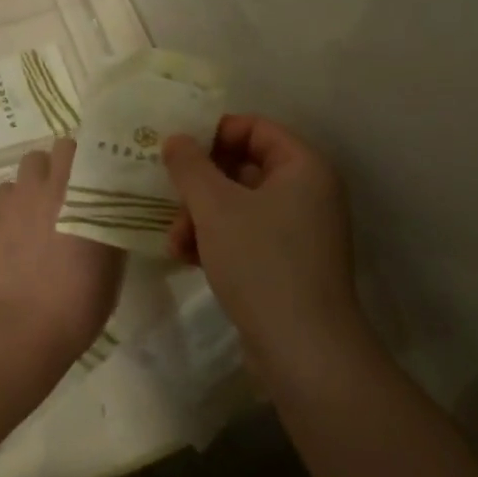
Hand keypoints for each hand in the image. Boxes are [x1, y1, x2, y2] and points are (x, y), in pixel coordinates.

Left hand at [0, 139, 123, 355]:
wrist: (19, 328)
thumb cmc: (76, 306)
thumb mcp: (111, 269)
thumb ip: (111, 231)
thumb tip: (110, 217)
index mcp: (92, 198)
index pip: (101, 154)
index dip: (103, 161)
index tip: (107, 176)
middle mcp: (56, 186)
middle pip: (63, 147)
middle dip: (69, 161)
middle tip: (76, 188)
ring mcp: (20, 195)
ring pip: (31, 162)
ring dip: (40, 176)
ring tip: (43, 202)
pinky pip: (6, 189)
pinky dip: (14, 198)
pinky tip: (18, 222)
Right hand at [163, 115, 366, 359]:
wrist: (302, 348)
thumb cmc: (261, 262)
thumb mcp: (216, 207)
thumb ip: (190, 166)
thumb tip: (176, 139)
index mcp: (303, 167)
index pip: (255, 128)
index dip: (214, 133)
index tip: (177, 150)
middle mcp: (307, 192)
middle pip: (243, 167)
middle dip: (200, 184)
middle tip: (170, 198)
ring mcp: (299, 230)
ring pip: (239, 204)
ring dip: (201, 216)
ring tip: (174, 241)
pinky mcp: (287, 262)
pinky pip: (246, 235)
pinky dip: (216, 240)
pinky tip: (187, 257)